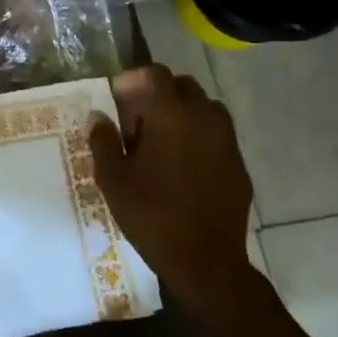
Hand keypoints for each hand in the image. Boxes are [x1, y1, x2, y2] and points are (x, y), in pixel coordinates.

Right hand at [87, 64, 263, 333]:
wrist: (206, 263)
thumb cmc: (152, 214)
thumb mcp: (113, 178)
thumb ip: (103, 140)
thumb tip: (98, 117)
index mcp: (172, 114)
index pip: (154, 73)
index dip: (133, 81)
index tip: (118, 102)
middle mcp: (204, 117)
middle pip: (182, 86)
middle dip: (158, 95)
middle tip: (137, 124)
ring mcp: (227, 141)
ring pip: (204, 108)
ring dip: (182, 115)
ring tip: (161, 144)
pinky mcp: (239, 164)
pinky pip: (217, 136)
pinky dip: (199, 139)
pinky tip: (183, 168)